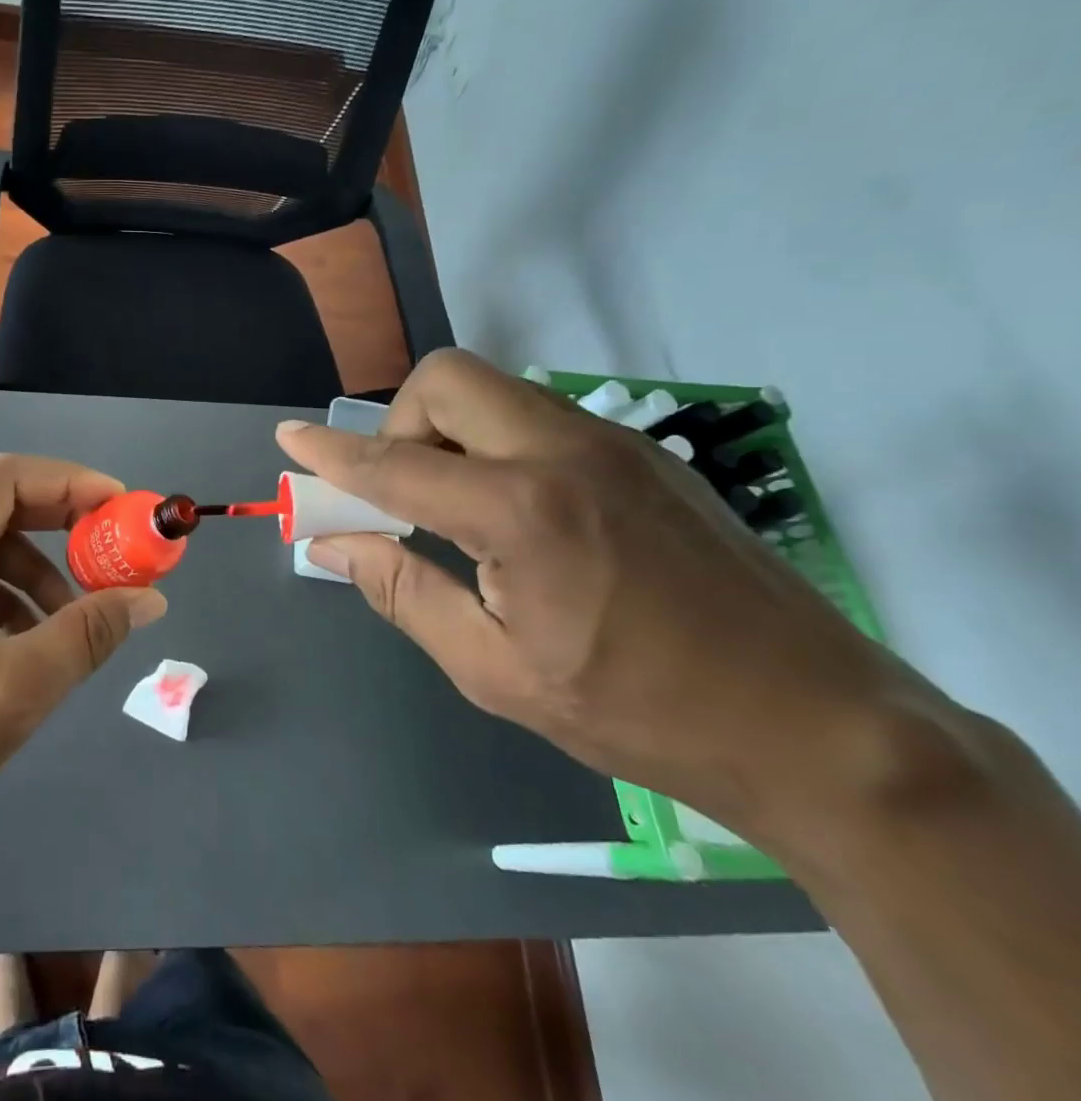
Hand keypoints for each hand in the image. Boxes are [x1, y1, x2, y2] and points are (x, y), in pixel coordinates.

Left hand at [0, 454, 166, 861]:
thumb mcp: (18, 688)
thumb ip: (89, 633)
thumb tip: (150, 599)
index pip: (1, 480)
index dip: (68, 483)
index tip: (121, 506)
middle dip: (57, 528)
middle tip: (111, 553)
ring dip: (33, 573)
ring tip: (71, 619)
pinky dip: (3, 600)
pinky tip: (27, 642)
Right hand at [278, 350, 926, 832]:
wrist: (812, 722)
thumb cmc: (635, 709)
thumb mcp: (493, 670)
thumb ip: (403, 592)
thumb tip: (334, 546)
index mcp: (519, 511)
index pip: (394, 463)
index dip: (331, 451)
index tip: (289, 436)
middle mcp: (562, 452)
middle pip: (447, 379)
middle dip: (401, 422)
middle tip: (405, 491)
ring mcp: (611, 443)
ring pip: (495, 390)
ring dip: (449, 431)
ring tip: (458, 508)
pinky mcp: (642, 453)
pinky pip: (537, 417)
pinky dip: (496, 443)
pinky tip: (518, 514)